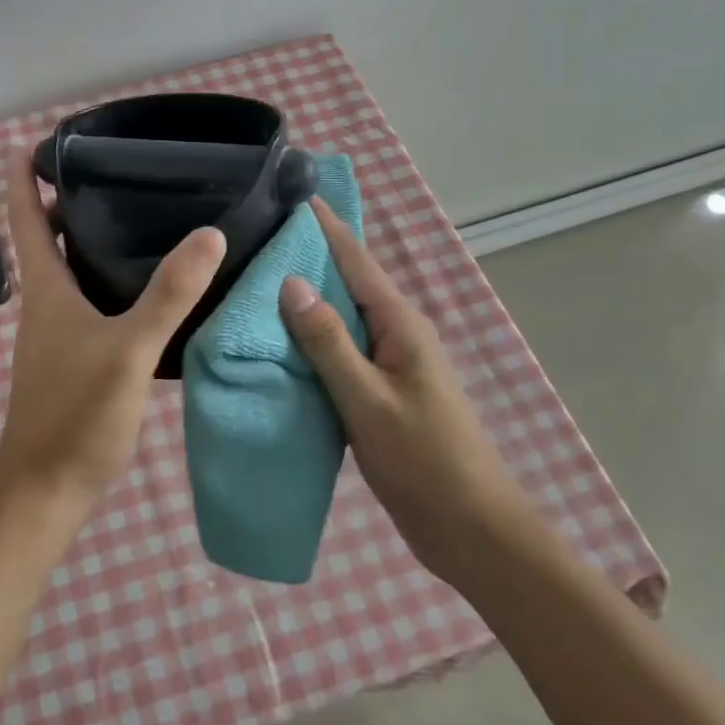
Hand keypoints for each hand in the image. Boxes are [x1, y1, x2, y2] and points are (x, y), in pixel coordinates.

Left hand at [0, 150, 225, 510]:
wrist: (46, 492)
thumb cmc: (75, 414)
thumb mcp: (127, 349)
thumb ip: (168, 294)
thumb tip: (209, 233)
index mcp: (46, 289)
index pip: (26, 218)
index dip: (24, 177)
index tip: (38, 140)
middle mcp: (46, 304)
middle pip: (50, 238)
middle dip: (70, 201)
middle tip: (116, 170)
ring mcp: (59, 333)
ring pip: (72, 270)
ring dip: (92, 240)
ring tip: (140, 214)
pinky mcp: (76, 358)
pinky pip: (91, 301)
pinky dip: (111, 280)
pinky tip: (150, 284)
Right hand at [279, 200, 531, 582]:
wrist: (469, 530)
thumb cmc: (423, 460)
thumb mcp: (368, 399)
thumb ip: (328, 341)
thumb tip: (290, 282)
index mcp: (399, 324)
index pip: (355, 259)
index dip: (324, 226)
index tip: (290, 194)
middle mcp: (395, 334)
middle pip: (345, 282)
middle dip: (306, 256)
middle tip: (256, 237)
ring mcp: (388, 364)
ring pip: (339, 319)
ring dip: (304, 300)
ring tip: (255, 282)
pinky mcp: (378, 392)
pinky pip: (338, 352)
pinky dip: (309, 340)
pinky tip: (276, 343)